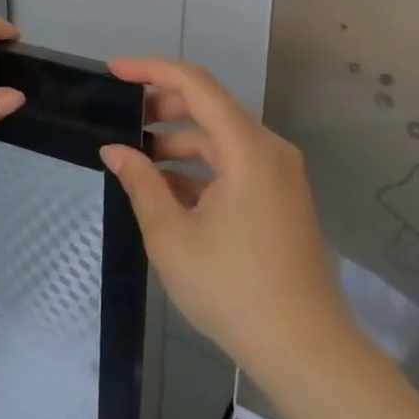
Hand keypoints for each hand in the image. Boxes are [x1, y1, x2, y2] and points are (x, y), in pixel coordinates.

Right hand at [100, 59, 355, 385]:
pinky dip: (201, 167)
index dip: (152, 70)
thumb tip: (115, 150)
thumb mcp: (172, 236)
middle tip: (120, 116)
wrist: (305, 349)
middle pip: (211, 106)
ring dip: (180, 139)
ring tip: (137, 155)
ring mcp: (279, 174)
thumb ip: (140, 183)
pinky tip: (168, 187)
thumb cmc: (232, 290)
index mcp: (247, 148)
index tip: (114, 71)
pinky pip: (235, 164)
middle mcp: (269, 149)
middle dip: (163, 105)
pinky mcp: (280, 197)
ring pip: (222, 137)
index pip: (196, 84)